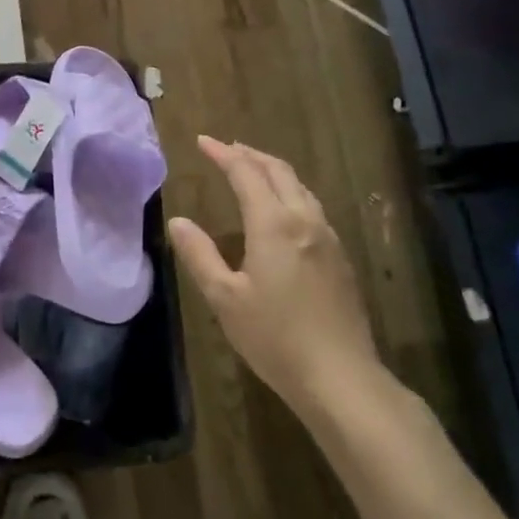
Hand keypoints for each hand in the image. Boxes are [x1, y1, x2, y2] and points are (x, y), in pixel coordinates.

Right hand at [169, 136, 388, 414]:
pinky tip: (282, 209)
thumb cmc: (275, 337)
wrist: (341, 377)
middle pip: (279, 172)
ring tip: (252, 169)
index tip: (202, 141)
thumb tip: (178, 222)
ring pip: (300, 187)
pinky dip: (290, 191)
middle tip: (226, 148)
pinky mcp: (340, 257)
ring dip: (273, 171)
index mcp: (274, 225)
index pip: (246, 173)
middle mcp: (304, 221)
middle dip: (250, 154)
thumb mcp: (225, 298)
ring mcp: (328, 238)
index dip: (223, 154)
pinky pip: (312, 206)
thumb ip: (200, 255)